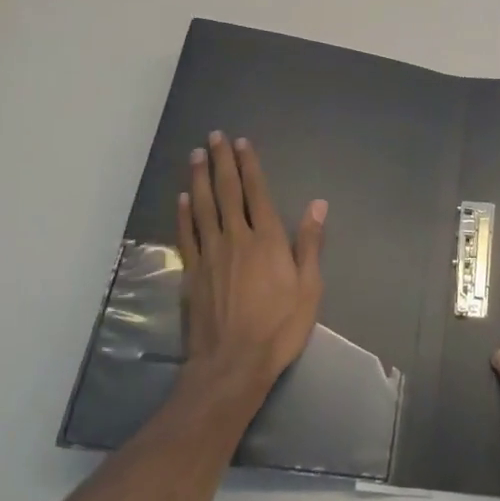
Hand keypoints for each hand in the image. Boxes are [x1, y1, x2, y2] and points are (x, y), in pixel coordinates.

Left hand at [177, 132, 326, 393]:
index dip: (249, 165)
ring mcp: (209, 254)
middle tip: (214, 136)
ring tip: (196, 155)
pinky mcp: (192, 273)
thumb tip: (317, 204)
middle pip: (226, 192)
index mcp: (267, 239)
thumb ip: (310, 243)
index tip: (242, 143)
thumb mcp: (309, 288)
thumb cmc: (279, 327)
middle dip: (221, 162)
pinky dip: (183, 213)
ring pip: (202, 207)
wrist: (232, 363)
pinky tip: (182, 198)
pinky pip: (186, 235)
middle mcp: (236, 238)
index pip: (256, 192)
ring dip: (198, 178)